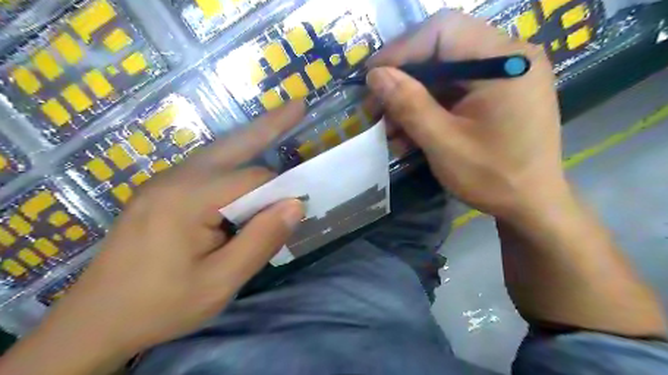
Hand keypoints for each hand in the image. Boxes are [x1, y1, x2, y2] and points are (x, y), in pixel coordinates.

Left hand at [0, 102, 305, 374]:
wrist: (94, 323)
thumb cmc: (162, 305)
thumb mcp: (220, 282)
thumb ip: (261, 240)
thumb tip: (296, 204)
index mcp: (188, 199)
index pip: (252, 179)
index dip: (279, 191)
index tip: (297, 208)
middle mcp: (175, 179)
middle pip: (233, 145)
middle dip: (269, 125)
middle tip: (298, 106)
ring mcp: (164, 182)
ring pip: (218, 152)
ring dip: (251, 139)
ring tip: (280, 123)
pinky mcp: (161, 192)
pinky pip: (206, 167)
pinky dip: (233, 159)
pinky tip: (246, 163)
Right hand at [367, 10, 564, 219]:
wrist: (532, 206)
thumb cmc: (493, 178)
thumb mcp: (444, 143)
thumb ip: (409, 105)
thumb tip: (375, 75)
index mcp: (506, 61)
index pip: (443, 30)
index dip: (401, 50)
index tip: (371, 77)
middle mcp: (510, 57)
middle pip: (442, 50)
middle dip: (403, 79)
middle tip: (375, 107)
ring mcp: (505, 76)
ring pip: (444, 73)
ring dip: (412, 99)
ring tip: (388, 128)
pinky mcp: (497, 93)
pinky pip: (454, 91)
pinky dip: (428, 109)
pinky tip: (409, 134)